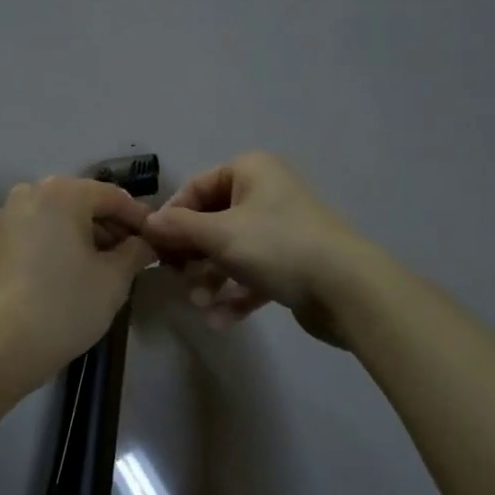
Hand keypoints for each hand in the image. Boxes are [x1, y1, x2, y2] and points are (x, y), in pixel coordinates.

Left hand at [0, 177, 155, 387]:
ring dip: (87, 235)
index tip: (160, 241)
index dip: (140, 218)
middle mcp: (31, 192)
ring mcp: (9, 215)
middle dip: (112, 226)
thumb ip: (136, 252)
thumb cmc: (63, 306)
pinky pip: (40, 230)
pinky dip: (61, 242)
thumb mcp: (113, 280)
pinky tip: (76, 271)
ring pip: (60, 216)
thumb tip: (145, 242)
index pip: (113, 196)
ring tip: (109, 267)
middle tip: (136, 256)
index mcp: (62, 192)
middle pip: (84, 201)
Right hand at [142, 153, 359, 347]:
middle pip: (212, 221)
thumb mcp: (219, 234)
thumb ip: (178, 228)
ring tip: (200, 304)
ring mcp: (282, 230)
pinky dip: (235, 295)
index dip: (172, 217)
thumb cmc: (277, 246)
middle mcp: (266, 194)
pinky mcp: (293, 264)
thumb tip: (146, 223)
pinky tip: (219, 322)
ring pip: (231, 252)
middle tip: (176, 278)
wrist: (348, 289)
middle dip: (192, 255)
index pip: (196, 188)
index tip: (155, 247)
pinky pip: (253, 274)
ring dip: (210, 279)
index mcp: (251, 172)